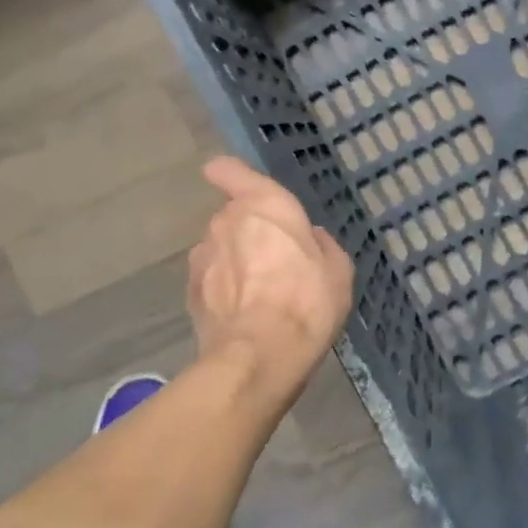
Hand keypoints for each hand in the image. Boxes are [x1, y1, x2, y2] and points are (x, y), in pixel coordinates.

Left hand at [188, 156, 354, 407]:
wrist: (259, 356)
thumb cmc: (307, 301)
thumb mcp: (338, 270)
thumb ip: (322, 246)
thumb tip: (310, 239)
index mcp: (263, 205)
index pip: (230, 170)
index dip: (231, 175)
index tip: (239, 186)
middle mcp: (225, 221)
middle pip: (232, 216)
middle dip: (248, 232)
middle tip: (275, 262)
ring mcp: (202, 257)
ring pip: (219, 249)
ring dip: (233, 263)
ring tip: (257, 296)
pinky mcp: (189, 292)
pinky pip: (209, 281)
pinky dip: (221, 291)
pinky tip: (241, 316)